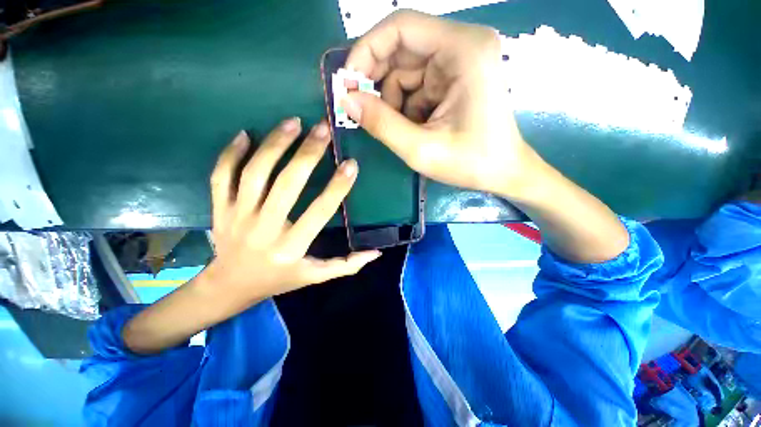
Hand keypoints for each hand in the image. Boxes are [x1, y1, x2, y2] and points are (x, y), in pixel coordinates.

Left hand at [206, 118, 380, 302]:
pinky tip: (247, 135)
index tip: (351, 164)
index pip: (320, 211)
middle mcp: (264, 229)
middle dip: (308, 153)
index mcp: (291, 247)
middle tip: (323, 129)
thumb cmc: (278, 279)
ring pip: (255, 173)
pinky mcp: (219, 209)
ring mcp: (237, 216)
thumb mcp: (315, 277)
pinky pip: (221, 175)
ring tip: (293, 123)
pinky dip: (231, 153)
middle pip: (287, 184)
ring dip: (275, 144)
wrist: (229, 286)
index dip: (338, 186)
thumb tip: (376, 253)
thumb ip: (346, 265)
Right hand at [341, 10, 539, 198]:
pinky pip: (416, 84)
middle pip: (402, 48)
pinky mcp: (454, 79)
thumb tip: (346, 100)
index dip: (366, 51)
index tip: (348, 84)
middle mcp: (463, 45)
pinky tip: (413, 128)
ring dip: (393, 100)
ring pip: (406, 70)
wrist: (503, 172)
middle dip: (377, 81)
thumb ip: (382, 124)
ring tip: (399, 129)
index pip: (401, 27)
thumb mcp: (421, 150)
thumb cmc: (471, 163)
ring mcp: (459, 61)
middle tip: (361, 110)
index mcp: (462, 50)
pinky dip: (406, 106)